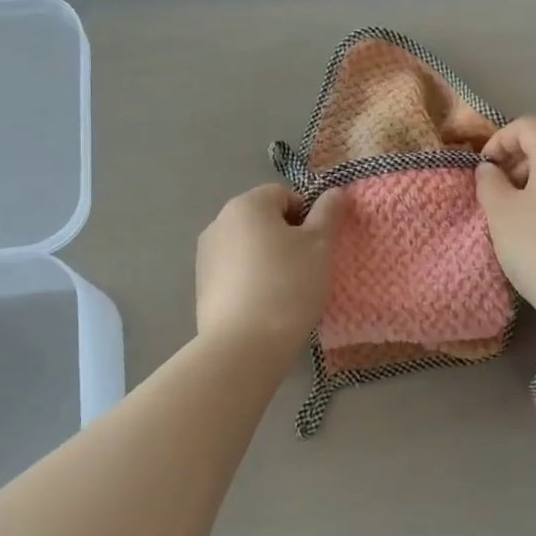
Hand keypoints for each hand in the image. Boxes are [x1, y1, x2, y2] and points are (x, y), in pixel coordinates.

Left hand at [196, 184, 345, 358]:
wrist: (245, 343)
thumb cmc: (288, 285)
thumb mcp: (320, 246)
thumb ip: (328, 213)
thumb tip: (335, 192)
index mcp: (247, 205)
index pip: (283, 195)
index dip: (306, 216)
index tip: (317, 246)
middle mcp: (219, 222)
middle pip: (262, 219)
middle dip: (286, 237)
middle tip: (306, 268)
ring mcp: (205, 254)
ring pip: (247, 246)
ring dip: (267, 258)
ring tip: (285, 290)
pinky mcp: (201, 284)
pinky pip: (234, 271)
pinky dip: (250, 279)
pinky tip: (263, 304)